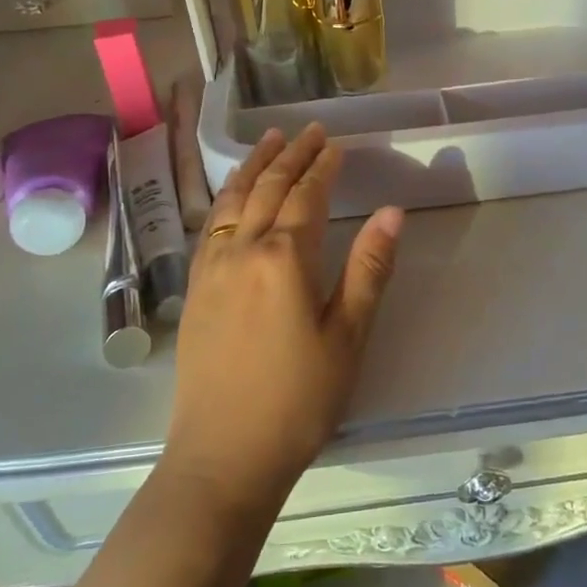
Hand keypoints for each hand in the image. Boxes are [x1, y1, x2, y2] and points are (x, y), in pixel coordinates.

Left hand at [163, 124, 404, 511]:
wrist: (223, 456)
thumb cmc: (298, 400)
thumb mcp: (348, 337)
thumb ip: (369, 270)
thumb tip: (392, 212)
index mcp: (285, 259)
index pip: (306, 196)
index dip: (322, 167)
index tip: (336, 145)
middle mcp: (242, 251)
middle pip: (267, 188)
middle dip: (290, 155)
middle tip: (308, 130)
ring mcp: (211, 269)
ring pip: (231, 200)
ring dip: (253, 166)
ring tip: (268, 141)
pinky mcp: (194, 289)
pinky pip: (210, 225)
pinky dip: (226, 197)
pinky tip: (233, 194)